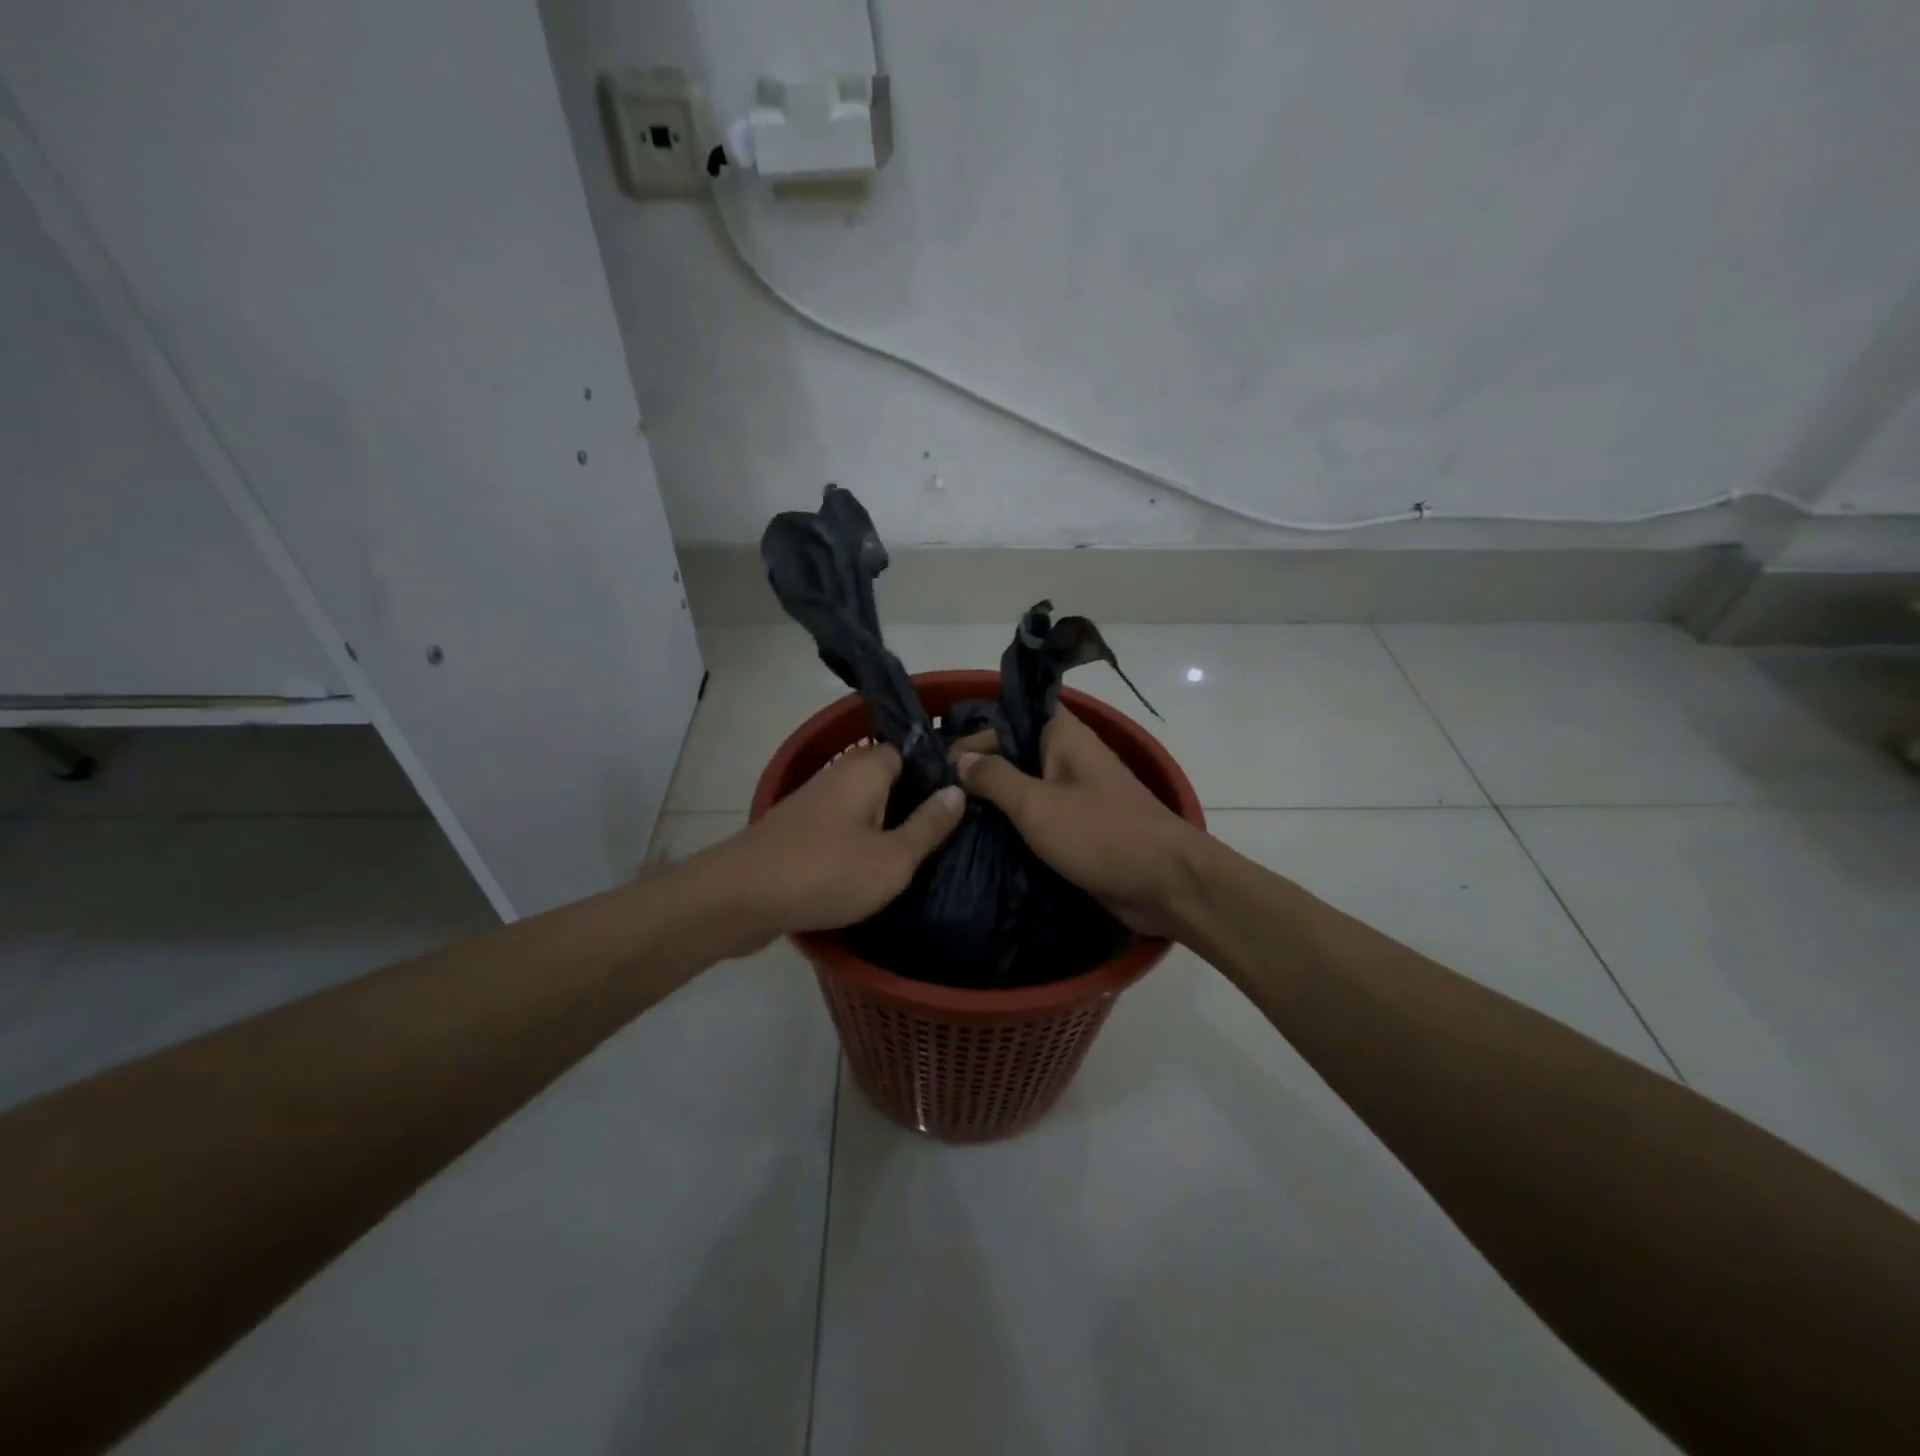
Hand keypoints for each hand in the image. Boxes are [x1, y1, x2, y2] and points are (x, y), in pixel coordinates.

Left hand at [700, 744, 963, 954]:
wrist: (740, 898)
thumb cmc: (826, 872)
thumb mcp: (893, 858)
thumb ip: (929, 825)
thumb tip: (958, 790)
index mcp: (866, 768)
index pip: (911, 750)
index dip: (938, 770)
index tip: (966, 794)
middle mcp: (839, 774)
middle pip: (888, 776)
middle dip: (915, 798)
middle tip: (950, 828)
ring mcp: (815, 801)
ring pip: (865, 802)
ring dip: (888, 821)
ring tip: (921, 849)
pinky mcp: (799, 829)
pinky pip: (843, 823)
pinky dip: (862, 838)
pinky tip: (878, 864)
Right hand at [956, 709, 1207, 937]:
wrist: (1165, 884)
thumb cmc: (1101, 835)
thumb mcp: (1037, 805)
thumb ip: (995, 777)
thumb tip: (960, 759)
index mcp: (1063, 736)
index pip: (1007, 719)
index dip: (973, 737)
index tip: (939, 768)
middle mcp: (1067, 756)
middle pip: (1012, 752)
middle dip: (977, 771)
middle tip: (937, 799)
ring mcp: (1073, 792)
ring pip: (1022, 786)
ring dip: (993, 801)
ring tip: (950, 820)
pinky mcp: (1076, 826)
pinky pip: (1036, 816)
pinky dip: (1012, 824)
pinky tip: (980, 840)